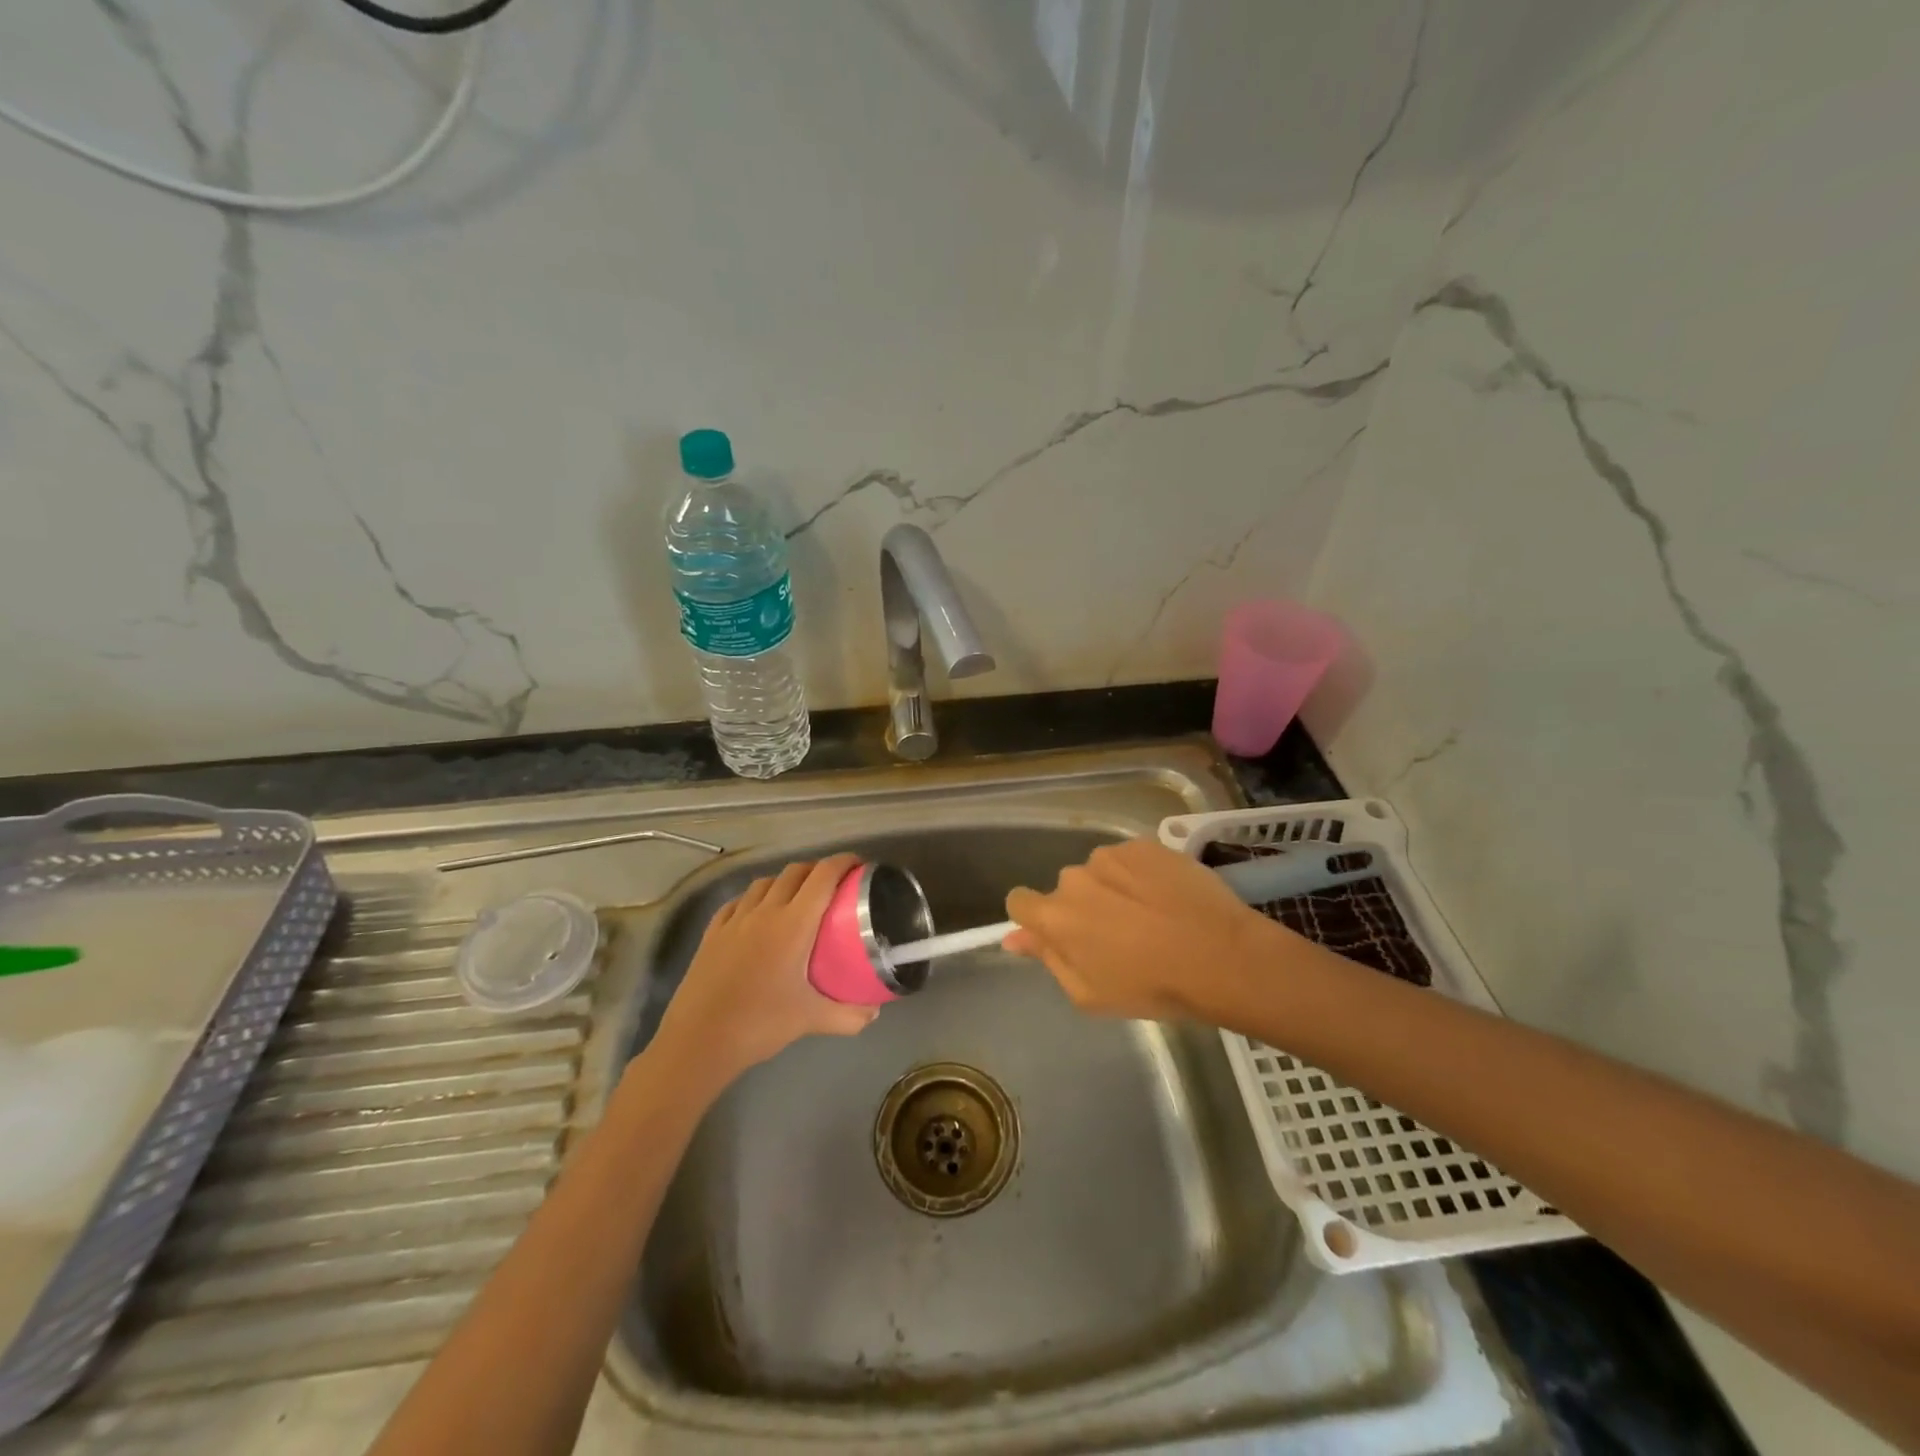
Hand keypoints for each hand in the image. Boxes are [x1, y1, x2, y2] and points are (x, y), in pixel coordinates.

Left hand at [653, 854, 876, 1086]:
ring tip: (798, 897)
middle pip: (794, 872)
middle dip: (817, 870)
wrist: (698, 1042)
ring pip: (764, 882)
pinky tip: (757, 914)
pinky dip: (755, 898)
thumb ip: (848, 1016)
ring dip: (786, 881)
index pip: (823, 877)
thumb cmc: (759, 1024)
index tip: (859, 866)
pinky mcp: (713, 933)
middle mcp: (764, 912)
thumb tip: (874, 1013)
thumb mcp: (811, 1020)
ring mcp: (734, 920)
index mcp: (793, 924)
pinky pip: (738, 901)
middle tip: (835, 885)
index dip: (843, 863)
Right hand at [1005, 838, 1284, 1020]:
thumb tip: (1014, 938)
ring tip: (1150, 914)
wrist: (1221, 956)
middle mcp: (1074, 878)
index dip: (1037, 919)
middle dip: (1083, 908)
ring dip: (1112, 888)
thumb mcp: (1090, 993)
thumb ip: (1048, 959)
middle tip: (1119, 935)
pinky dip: (1139, 874)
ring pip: (1098, 872)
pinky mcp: (1144, 844)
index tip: (1064, 935)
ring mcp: (1110, 856)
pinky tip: (1166, 896)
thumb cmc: (1152, 987)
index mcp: (1055, 917)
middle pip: (1066, 889)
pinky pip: (1128, 858)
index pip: (1019, 902)